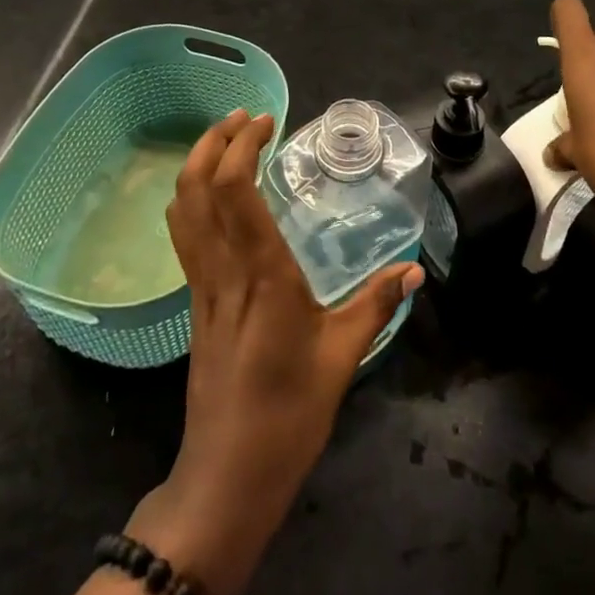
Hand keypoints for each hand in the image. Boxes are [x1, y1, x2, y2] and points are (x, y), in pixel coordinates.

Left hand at [131, 108, 423, 594]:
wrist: (226, 477)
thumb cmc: (289, 416)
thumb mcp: (342, 358)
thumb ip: (376, 305)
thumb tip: (413, 271)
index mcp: (262, 276)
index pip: (234, 192)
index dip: (241, 147)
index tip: (265, 121)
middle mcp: (223, 271)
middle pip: (196, 189)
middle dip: (213, 142)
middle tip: (244, 117)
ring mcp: (202, 287)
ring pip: (181, 210)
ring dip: (196, 164)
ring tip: (226, 141)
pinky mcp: (194, 303)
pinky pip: (185, 236)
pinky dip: (192, 198)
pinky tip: (215, 196)